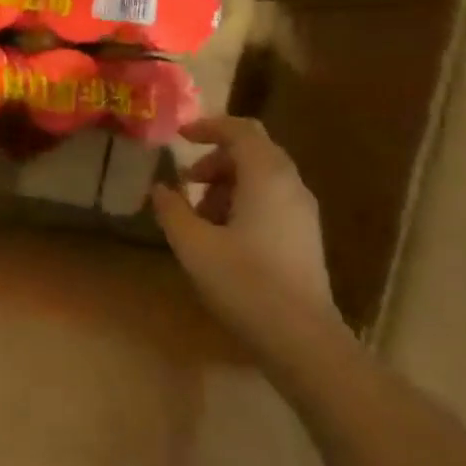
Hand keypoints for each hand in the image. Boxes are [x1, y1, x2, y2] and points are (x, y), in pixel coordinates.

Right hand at [150, 117, 341, 354]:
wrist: (302, 338)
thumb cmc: (244, 282)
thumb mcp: (194, 245)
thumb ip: (173, 210)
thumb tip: (160, 188)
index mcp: (266, 176)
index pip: (240, 130)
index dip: (208, 127)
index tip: (179, 137)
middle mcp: (291, 184)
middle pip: (253, 151)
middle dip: (216, 160)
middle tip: (187, 183)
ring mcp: (303, 211)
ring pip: (263, 177)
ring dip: (228, 184)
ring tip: (200, 217)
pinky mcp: (306, 236)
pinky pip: (272, 200)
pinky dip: (244, 202)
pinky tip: (224, 238)